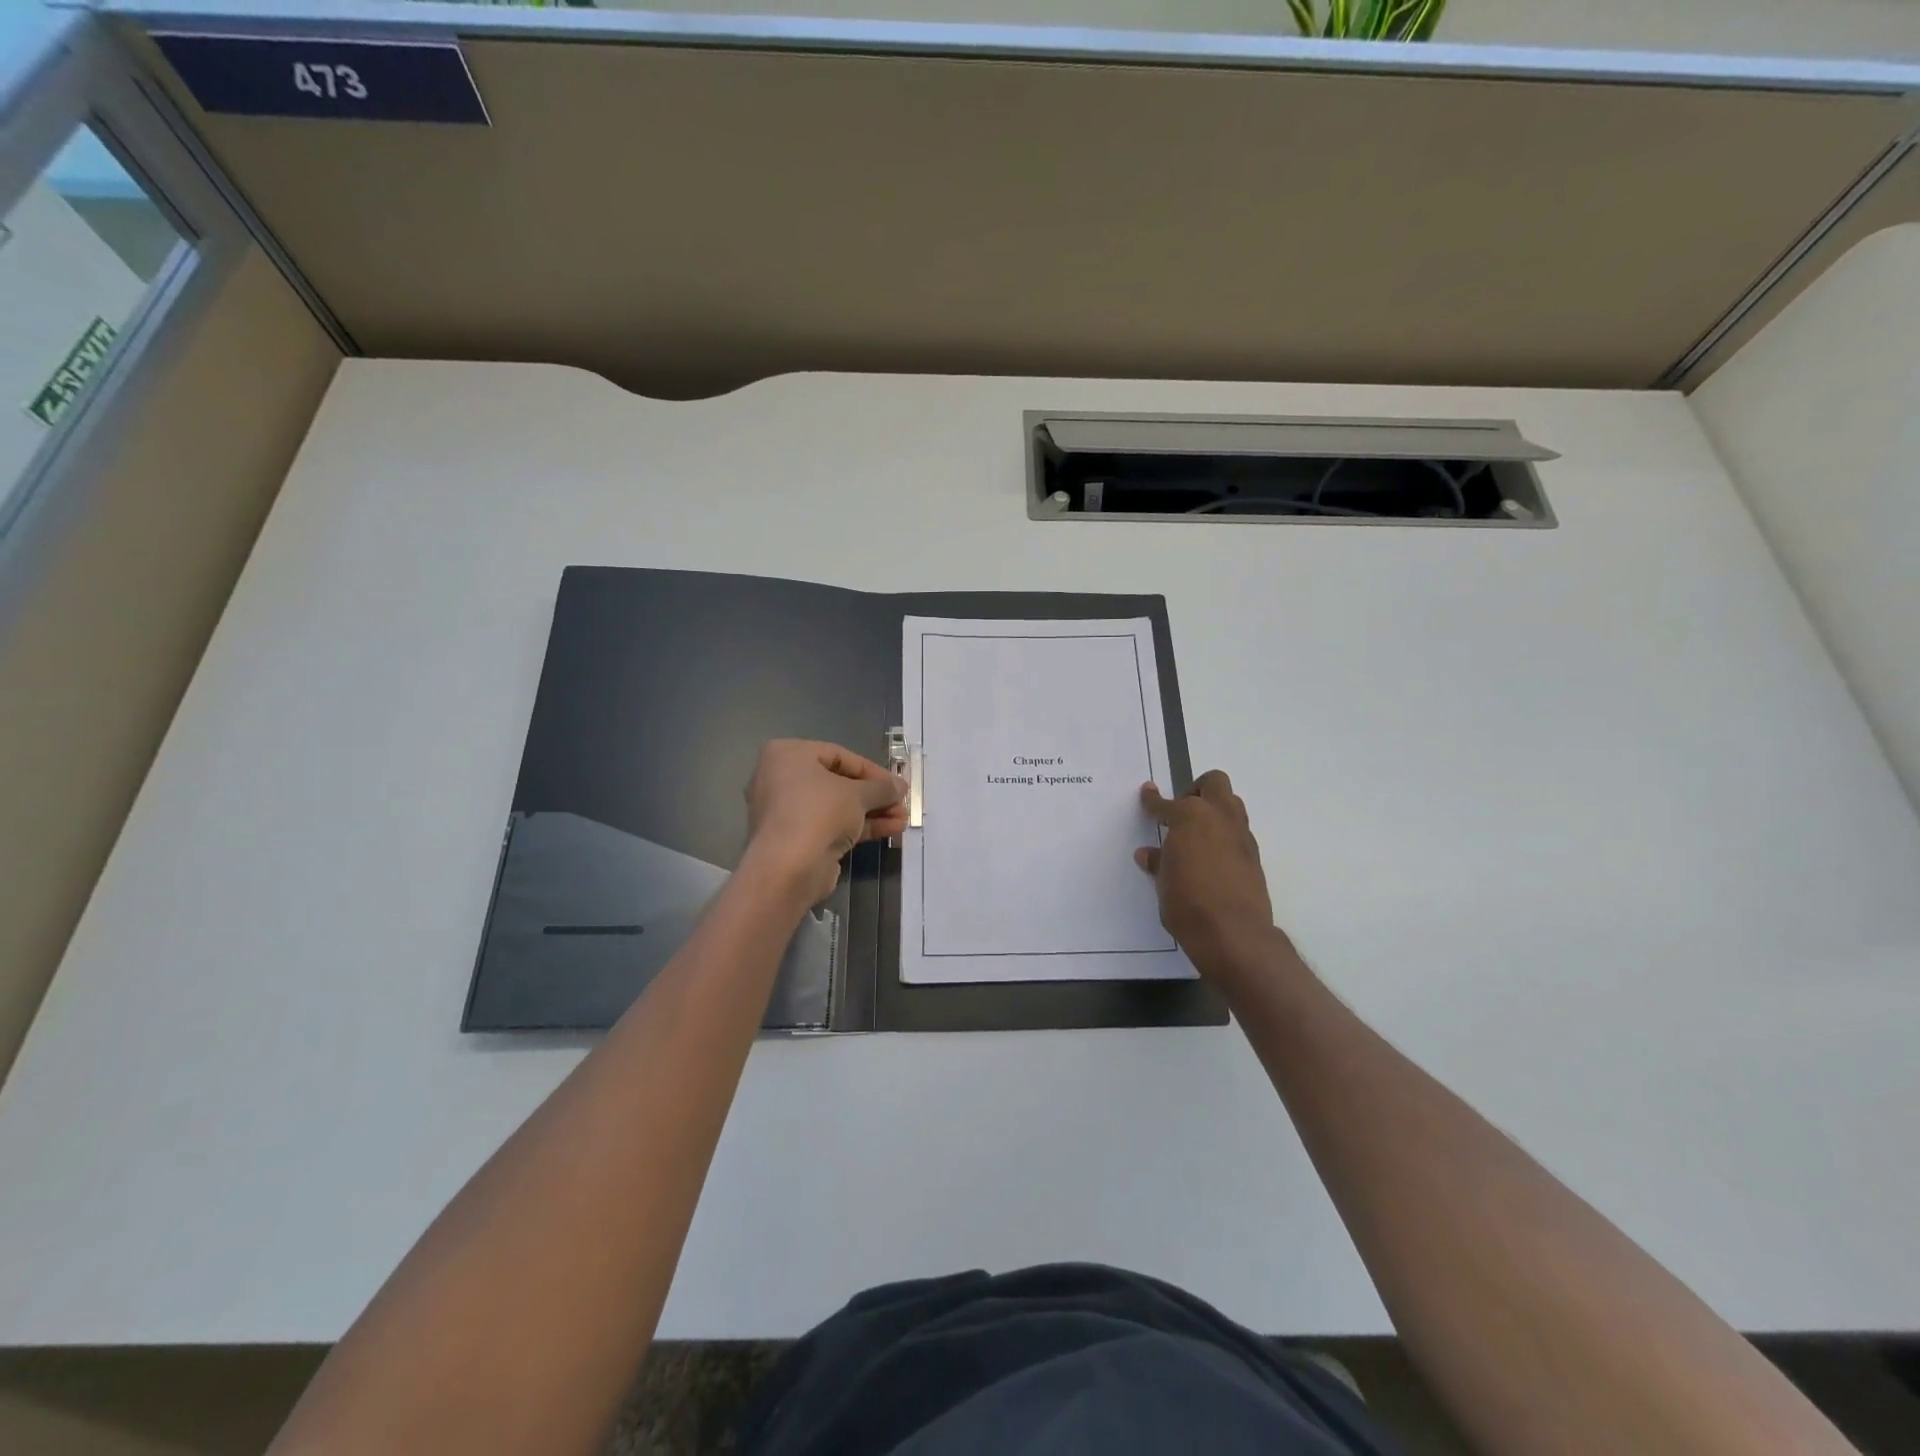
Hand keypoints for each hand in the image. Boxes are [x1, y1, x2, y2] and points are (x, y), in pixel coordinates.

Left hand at [744, 740, 906, 906]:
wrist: (788, 867)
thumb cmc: (819, 812)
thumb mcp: (858, 794)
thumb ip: (882, 787)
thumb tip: (900, 786)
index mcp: (787, 755)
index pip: (839, 755)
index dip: (872, 770)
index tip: (896, 784)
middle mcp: (781, 779)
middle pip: (838, 783)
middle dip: (874, 795)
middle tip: (901, 803)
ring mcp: (787, 812)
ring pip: (837, 807)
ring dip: (871, 812)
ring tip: (902, 819)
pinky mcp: (796, 839)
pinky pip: (831, 825)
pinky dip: (858, 827)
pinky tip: (890, 830)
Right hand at [1136, 771, 1288, 983]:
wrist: (1233, 934)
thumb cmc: (1187, 903)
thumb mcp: (1163, 882)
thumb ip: (1158, 862)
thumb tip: (1149, 854)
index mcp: (1190, 817)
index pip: (1166, 803)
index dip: (1152, 800)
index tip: (1147, 794)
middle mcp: (1219, 817)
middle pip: (1213, 783)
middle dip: (1196, 791)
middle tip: (1181, 812)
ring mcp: (1241, 835)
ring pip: (1231, 804)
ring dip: (1214, 810)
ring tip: (1196, 834)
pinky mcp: (1254, 855)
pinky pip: (1238, 832)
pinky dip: (1223, 836)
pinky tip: (1211, 858)